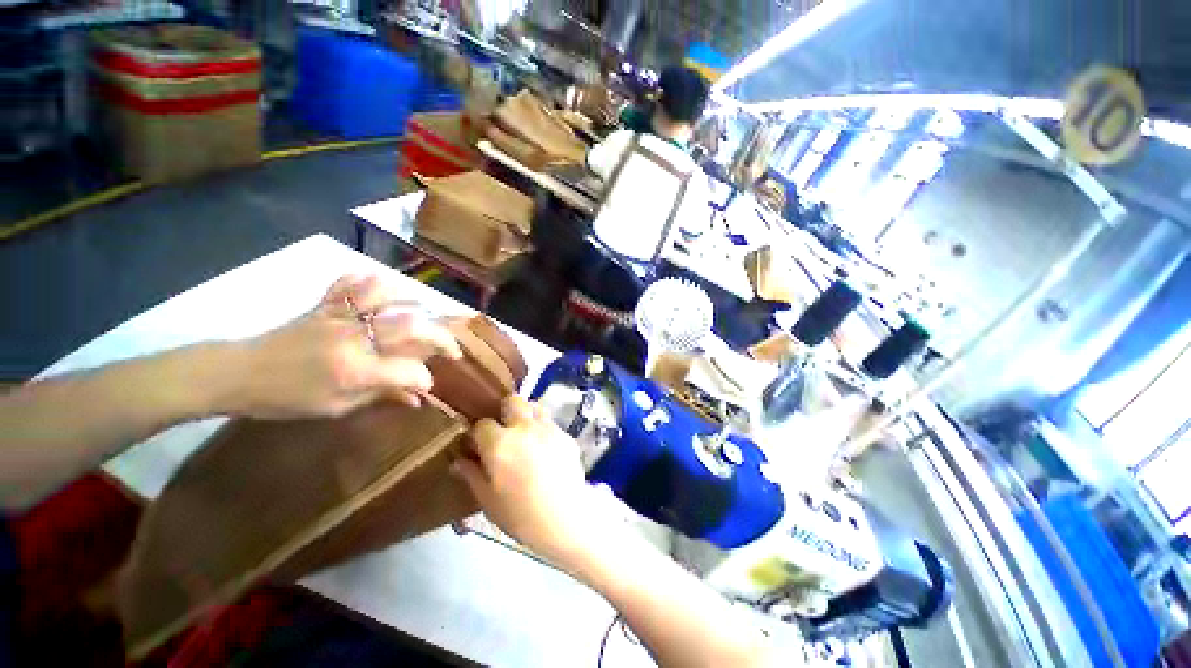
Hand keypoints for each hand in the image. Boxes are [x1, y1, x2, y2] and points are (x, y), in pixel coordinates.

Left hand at [225, 275, 461, 418]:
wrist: (237, 374)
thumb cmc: (286, 398)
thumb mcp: (336, 407)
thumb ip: (381, 396)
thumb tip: (417, 398)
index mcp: (352, 371)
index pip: (406, 371)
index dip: (425, 379)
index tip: (428, 385)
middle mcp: (351, 338)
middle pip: (409, 325)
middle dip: (440, 337)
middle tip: (451, 349)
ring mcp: (337, 316)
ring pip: (385, 294)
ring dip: (412, 301)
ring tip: (423, 314)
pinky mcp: (324, 303)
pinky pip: (351, 282)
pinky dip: (371, 282)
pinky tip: (383, 291)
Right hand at [453, 396, 616, 569]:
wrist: (566, 519)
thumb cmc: (521, 515)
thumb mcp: (488, 500)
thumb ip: (471, 474)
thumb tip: (458, 460)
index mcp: (499, 443)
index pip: (482, 424)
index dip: (478, 434)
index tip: (478, 446)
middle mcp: (524, 427)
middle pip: (512, 400)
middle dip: (504, 411)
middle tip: (504, 432)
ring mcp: (548, 428)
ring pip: (534, 407)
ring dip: (526, 416)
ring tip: (525, 436)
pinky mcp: (566, 435)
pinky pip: (551, 423)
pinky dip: (544, 430)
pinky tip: (545, 450)